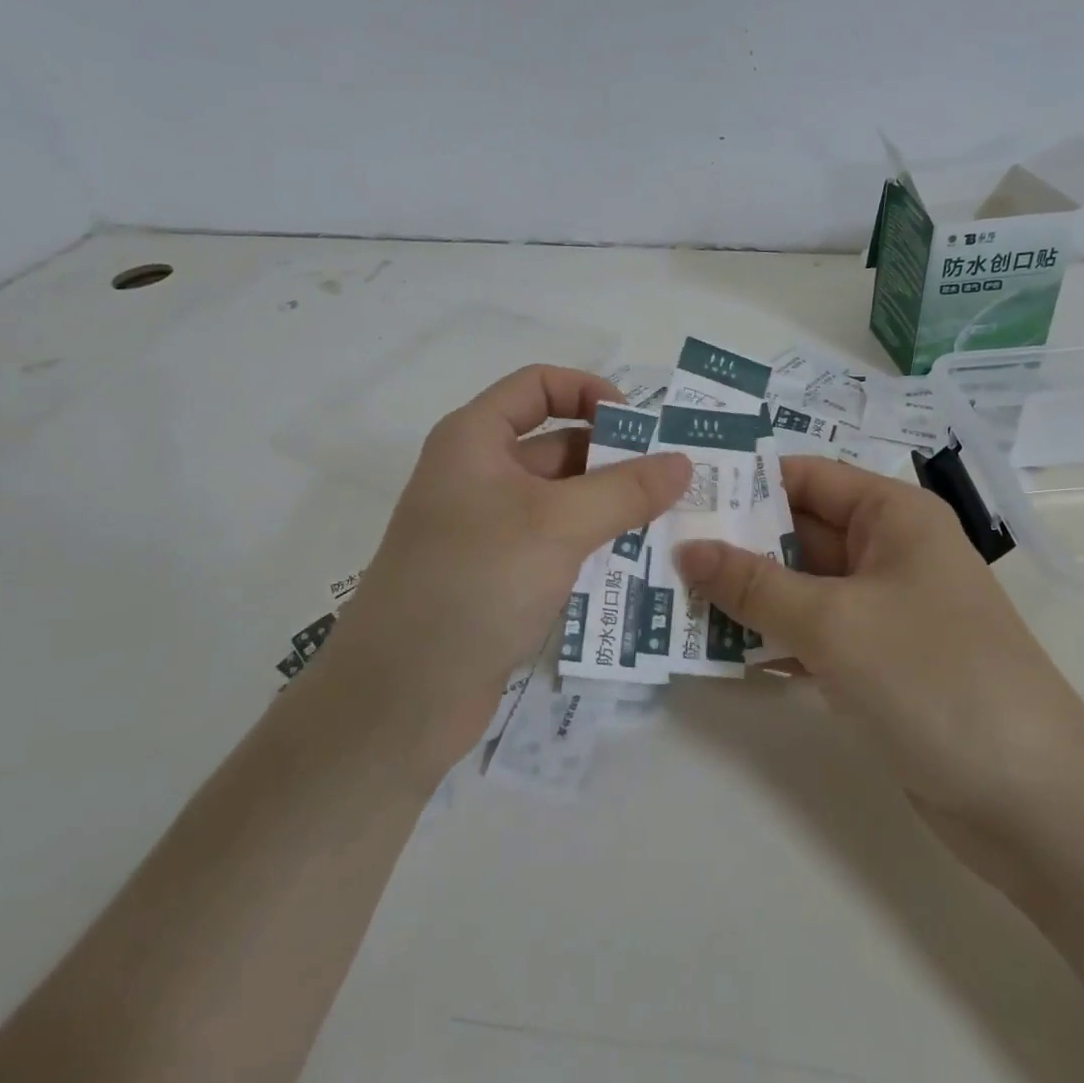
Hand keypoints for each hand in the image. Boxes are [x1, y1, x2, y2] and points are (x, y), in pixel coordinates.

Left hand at [329, 367, 689, 778]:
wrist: (401, 697)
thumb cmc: (475, 583)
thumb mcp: (558, 525)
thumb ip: (625, 490)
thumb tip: (683, 461)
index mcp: (474, 440)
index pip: (538, 386)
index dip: (590, 391)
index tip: (640, 428)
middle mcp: (479, 475)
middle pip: (558, 444)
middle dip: (616, 459)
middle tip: (677, 483)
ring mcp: (488, 529)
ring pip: (563, 500)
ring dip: (612, 507)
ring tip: (673, 522)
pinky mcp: (500, 577)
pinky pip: (557, 544)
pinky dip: (595, 546)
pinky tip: (639, 563)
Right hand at [673, 456, 1083, 857]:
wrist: (1033, 801)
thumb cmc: (935, 679)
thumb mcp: (834, 622)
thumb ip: (753, 584)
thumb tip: (687, 549)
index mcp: (893, 516)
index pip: (806, 477)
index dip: (745, 481)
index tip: (680, 494)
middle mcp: (889, 552)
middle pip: (798, 532)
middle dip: (734, 542)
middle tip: (659, 550)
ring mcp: (884, 611)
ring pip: (799, 587)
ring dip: (744, 594)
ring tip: (670, 596)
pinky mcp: (877, 663)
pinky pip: (812, 634)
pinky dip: (771, 638)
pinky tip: (716, 650)